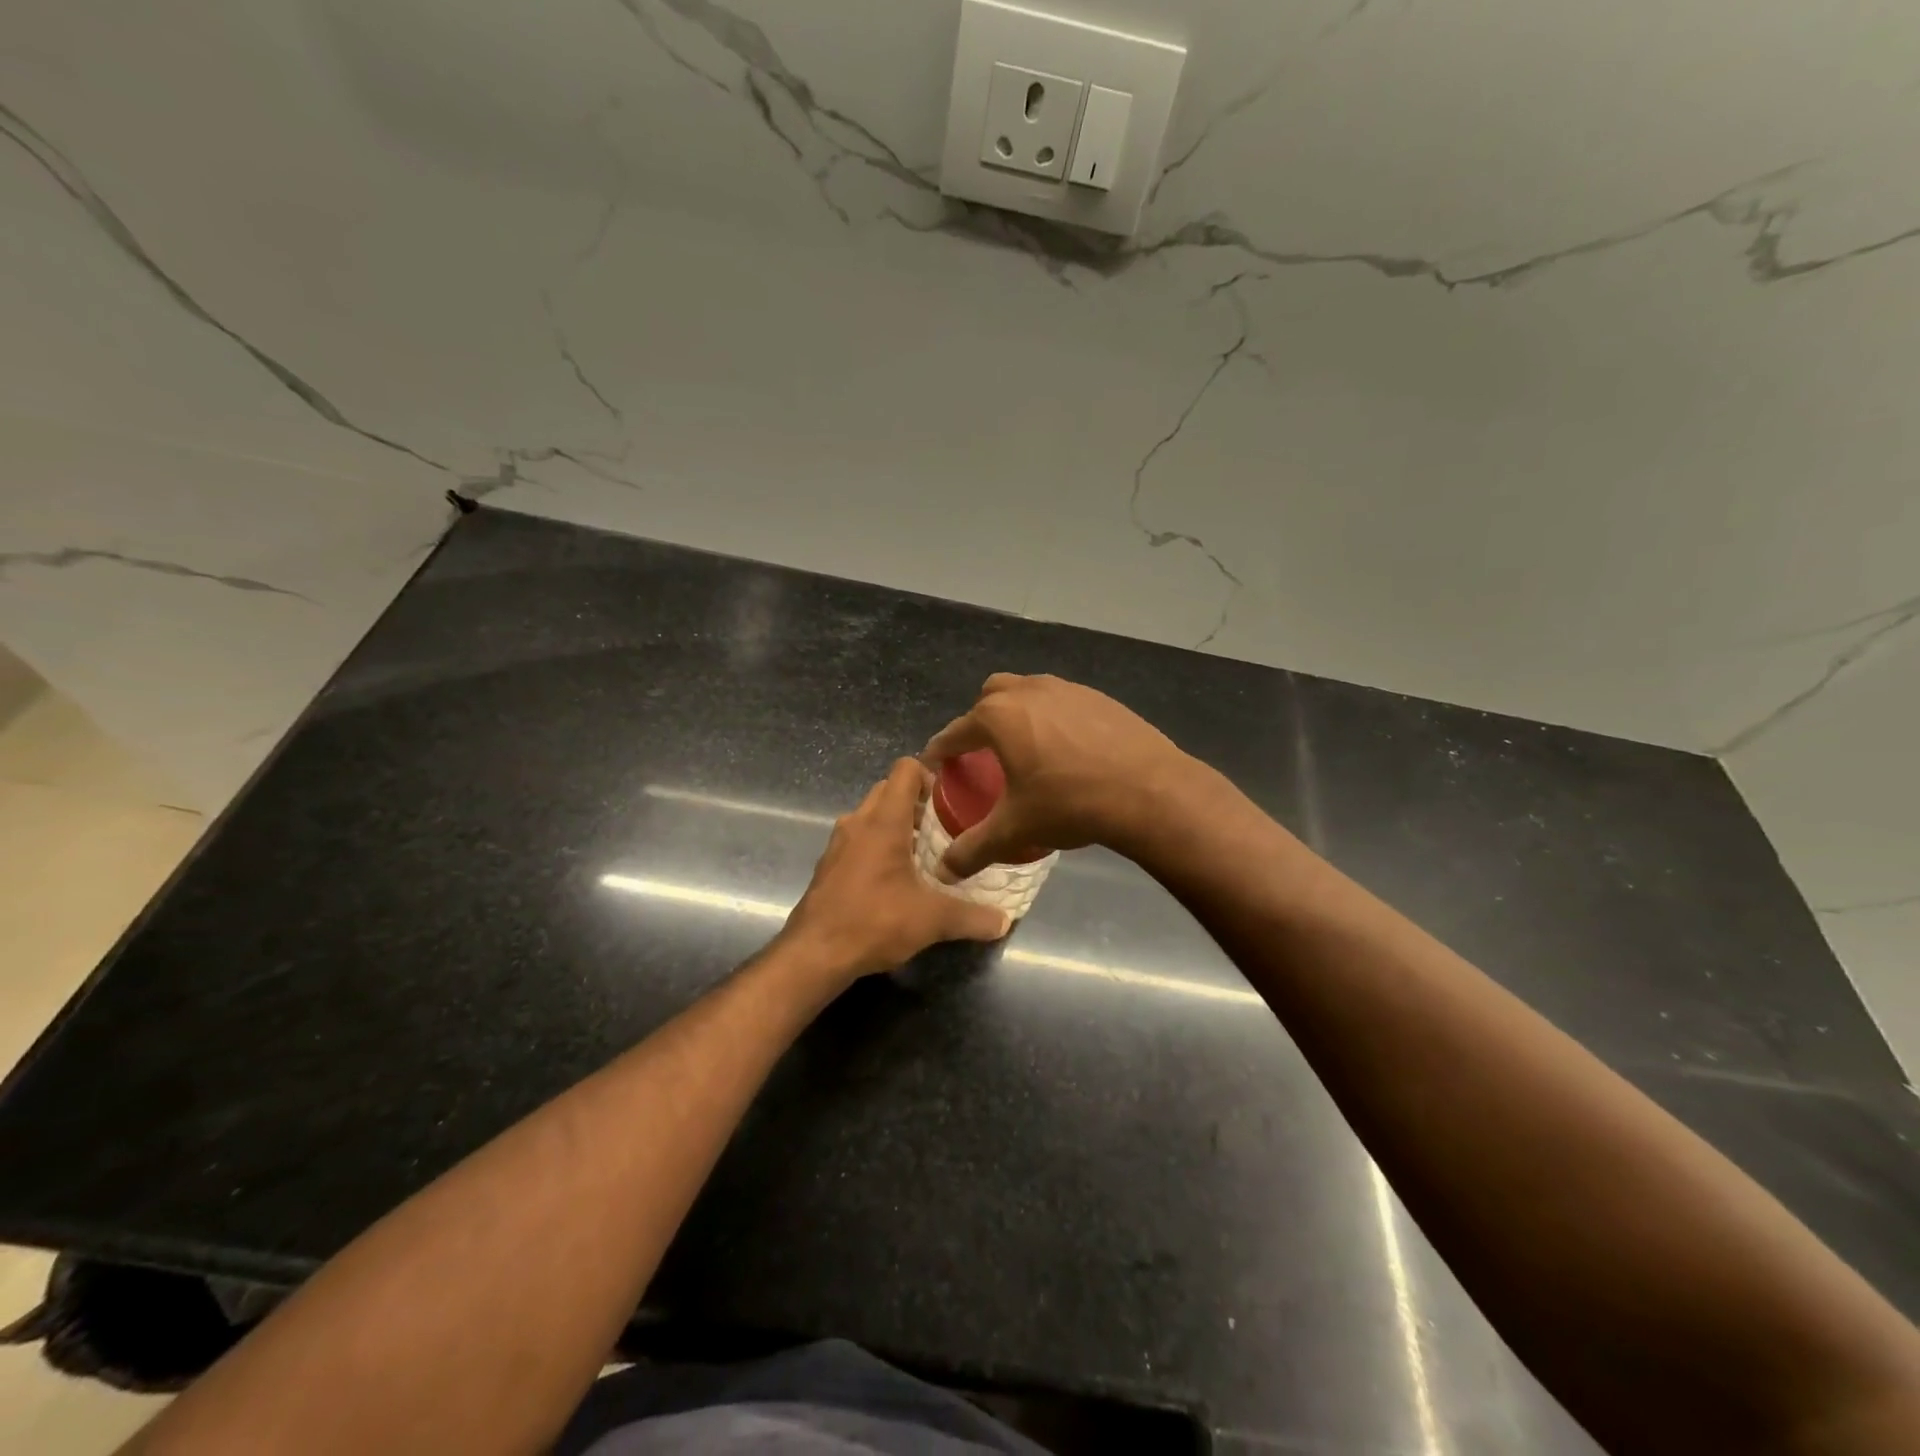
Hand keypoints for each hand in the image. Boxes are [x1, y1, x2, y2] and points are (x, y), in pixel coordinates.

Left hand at [779, 758, 1010, 981]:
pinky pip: (858, 839)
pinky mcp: (828, 865)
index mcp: (884, 820)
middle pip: (888, 789)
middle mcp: (858, 822)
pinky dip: (877, 845)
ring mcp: (838, 843)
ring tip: (924, 852)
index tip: (950, 798)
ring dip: (895, 824)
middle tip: (943, 826)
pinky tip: (895, 878)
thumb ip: (972, 917)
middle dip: (916, 800)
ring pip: (871, 815)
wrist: (814, 954)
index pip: (905, 769)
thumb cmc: (874, 921)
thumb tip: (1004, 921)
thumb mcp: (932, 920)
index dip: (929, 773)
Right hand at [921, 673, 1197, 879]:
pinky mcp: (1098, 696)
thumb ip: (973, 848)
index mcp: (998, 717)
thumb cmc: (1070, 804)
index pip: (955, 731)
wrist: (1149, 791)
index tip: (935, 763)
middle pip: (990, 697)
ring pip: (1027, 691)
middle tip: (983, 753)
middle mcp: (1027, 691)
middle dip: (979, 720)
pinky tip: (1066, 748)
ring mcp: (1066, 689)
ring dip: (1017, 713)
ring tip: (1025, 747)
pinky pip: (1061, 700)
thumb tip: (944, 871)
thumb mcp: (1015, 829)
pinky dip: (1052, 717)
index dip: (941, 749)